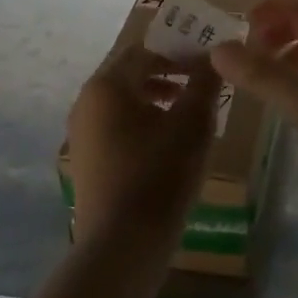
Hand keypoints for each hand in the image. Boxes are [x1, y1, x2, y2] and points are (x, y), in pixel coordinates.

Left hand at [66, 44, 223, 248]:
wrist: (122, 247)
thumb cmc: (159, 173)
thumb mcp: (193, 122)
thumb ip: (205, 82)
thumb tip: (214, 56)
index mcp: (107, 85)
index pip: (145, 49)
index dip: (178, 50)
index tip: (207, 61)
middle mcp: (86, 103)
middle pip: (130, 72)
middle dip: (167, 71)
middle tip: (200, 81)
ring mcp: (82, 135)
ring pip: (123, 100)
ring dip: (156, 96)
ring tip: (188, 110)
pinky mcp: (86, 162)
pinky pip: (116, 125)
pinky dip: (142, 121)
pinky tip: (168, 141)